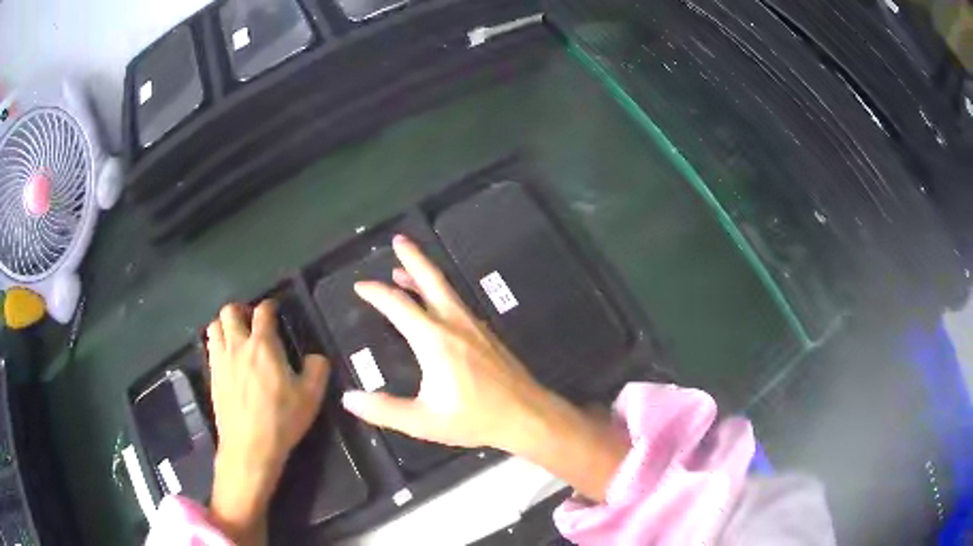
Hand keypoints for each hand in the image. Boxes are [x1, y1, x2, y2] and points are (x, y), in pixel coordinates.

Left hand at [205, 301, 329, 545]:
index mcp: (263, 345)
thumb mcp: (311, 397)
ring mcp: (221, 360)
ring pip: (215, 326)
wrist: (249, 447)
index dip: (270, 306)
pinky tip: (228, 358)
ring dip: (225, 325)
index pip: (263, 311)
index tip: (275, 310)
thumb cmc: (281, 420)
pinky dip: (218, 343)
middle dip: (241, 310)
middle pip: (230, 311)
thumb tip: (316, 357)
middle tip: (252, 322)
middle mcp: (238, 346)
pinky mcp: (213, 376)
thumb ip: (317, 369)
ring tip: (236, 337)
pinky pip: (210, 348)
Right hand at [342, 237, 627, 501]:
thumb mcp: (423, 422)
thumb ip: (384, 410)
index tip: (360, 286)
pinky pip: (457, 304)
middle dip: (413, 257)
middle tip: (399, 240)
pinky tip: (437, 304)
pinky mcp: (487, 335)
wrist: (527, 416)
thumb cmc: (475, 419)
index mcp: (434, 340)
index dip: (376, 293)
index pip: (398, 306)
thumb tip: (349, 399)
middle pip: (431, 280)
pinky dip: (440, 294)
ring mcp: (474, 327)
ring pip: (446, 290)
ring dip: (424, 275)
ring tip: (405, 269)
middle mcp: (454, 324)